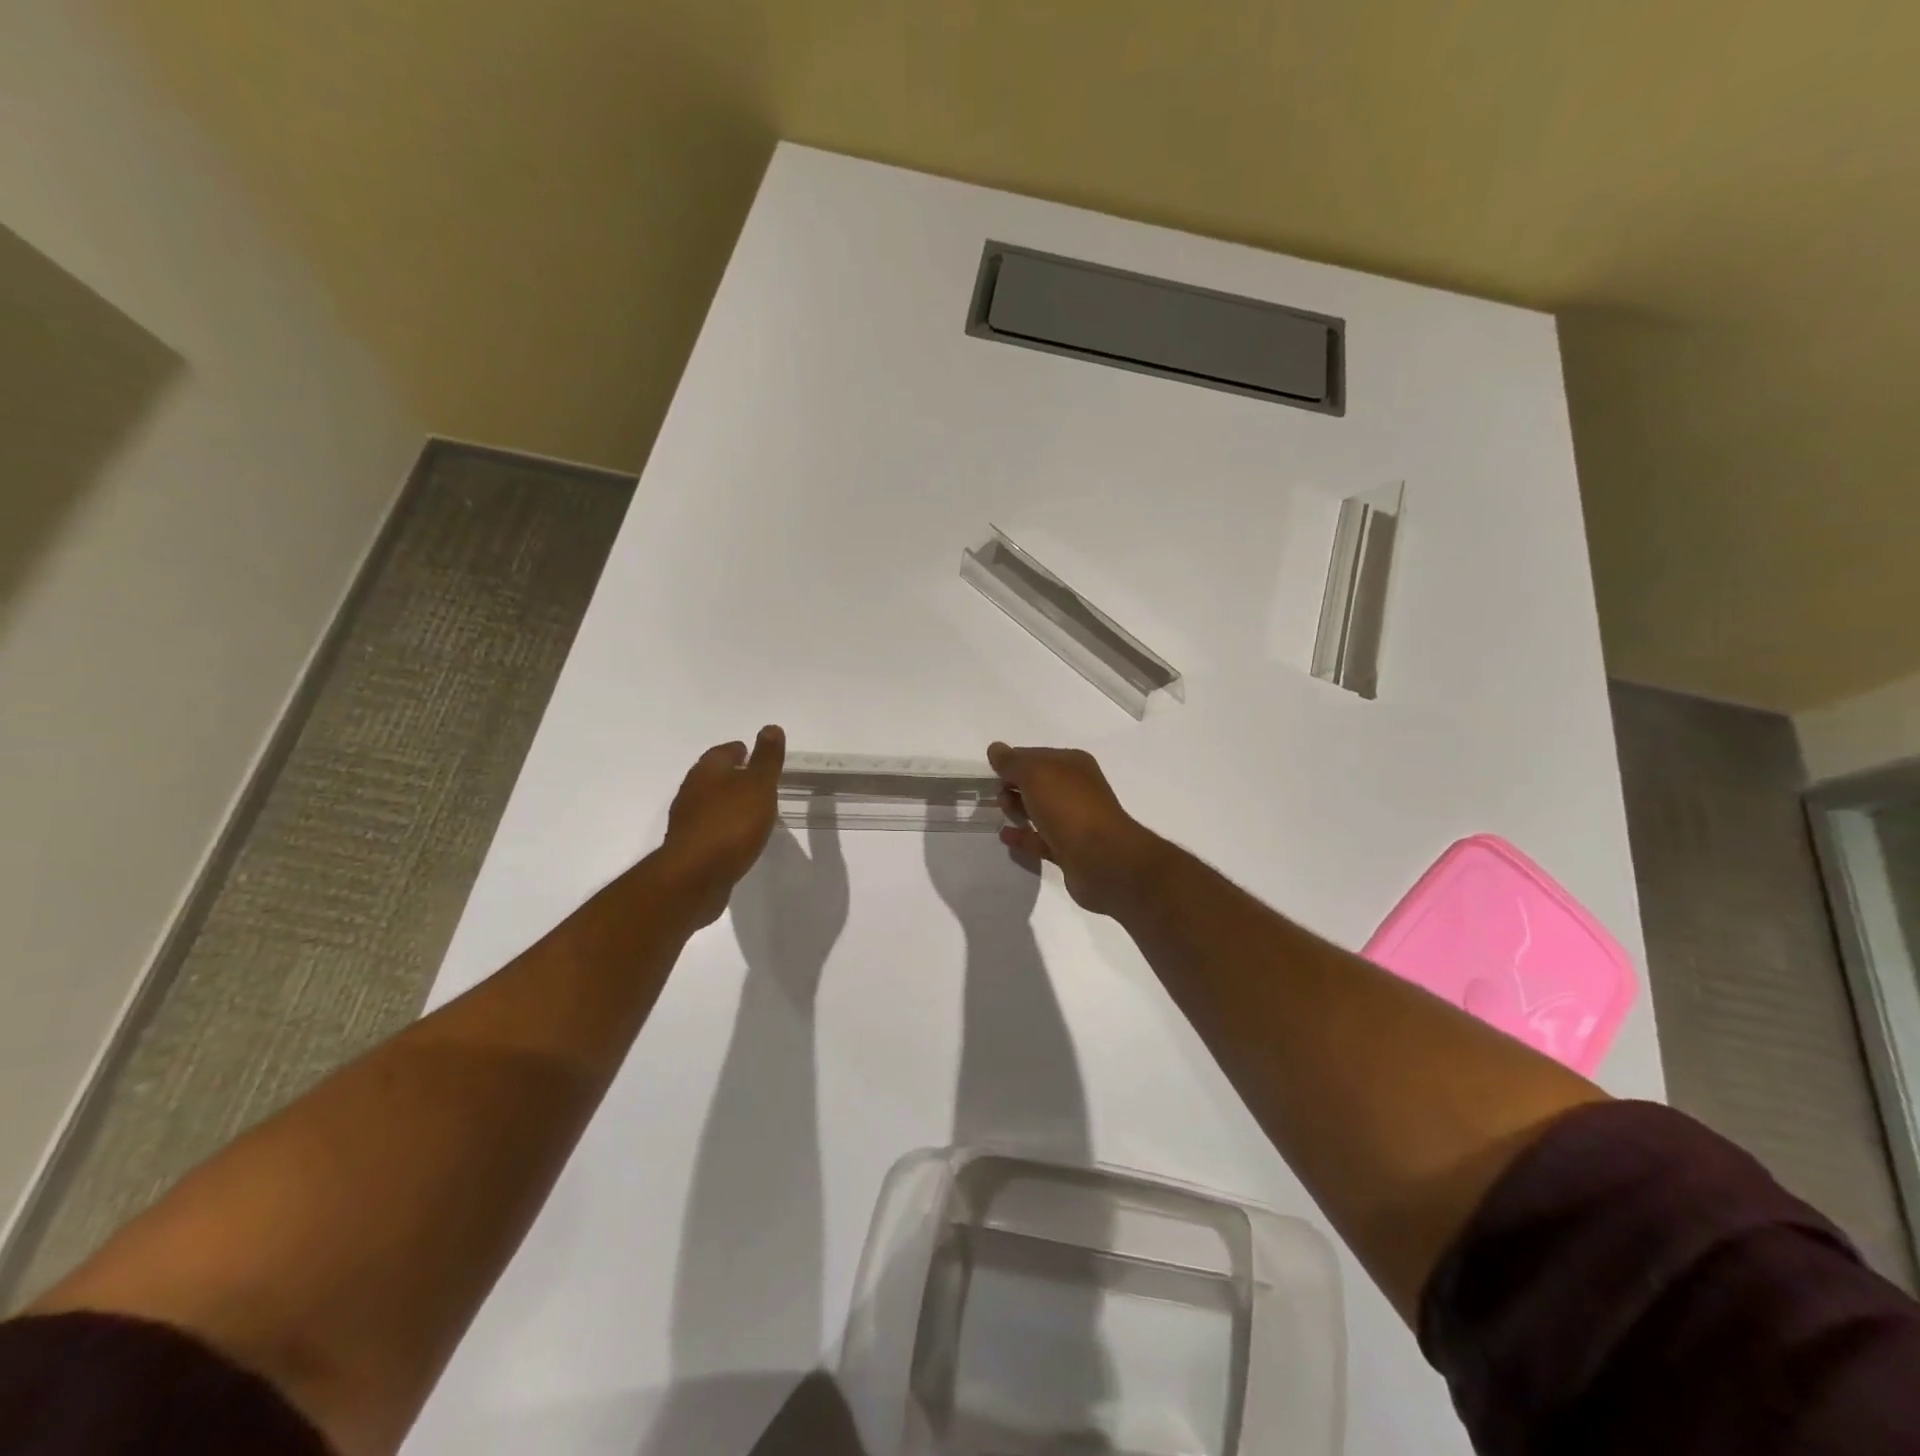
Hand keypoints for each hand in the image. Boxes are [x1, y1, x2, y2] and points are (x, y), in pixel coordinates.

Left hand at [660, 725, 785, 926]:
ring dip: (727, 802)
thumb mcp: (758, 785)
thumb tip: (770, 727)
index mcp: (707, 771)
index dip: (740, 750)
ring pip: (710, 803)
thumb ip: (766, 758)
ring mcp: (688, 822)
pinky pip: (710, 829)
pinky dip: (724, 827)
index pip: (723, 752)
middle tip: (756, 780)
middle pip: (713, 776)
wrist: (695, 877)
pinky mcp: (690, 849)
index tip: (753, 753)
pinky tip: (738, 837)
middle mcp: (692, 792)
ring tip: (751, 809)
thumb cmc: (731, 824)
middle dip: (732, 775)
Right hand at [987, 743, 1163, 915]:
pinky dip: (1023, 836)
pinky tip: (1005, 836)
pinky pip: (1041, 839)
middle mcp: (1077, 789)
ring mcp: (1075, 821)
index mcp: (1073, 765)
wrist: (1102, 858)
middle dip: (1015, 786)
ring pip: (1040, 811)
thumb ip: (1013, 762)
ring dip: (1019, 809)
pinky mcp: (1070, 850)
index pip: (1036, 756)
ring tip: (1002, 814)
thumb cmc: (1068, 807)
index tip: (992, 771)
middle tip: (998, 796)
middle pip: (1039, 783)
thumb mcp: (1035, 774)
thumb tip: (996, 749)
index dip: (1013, 761)